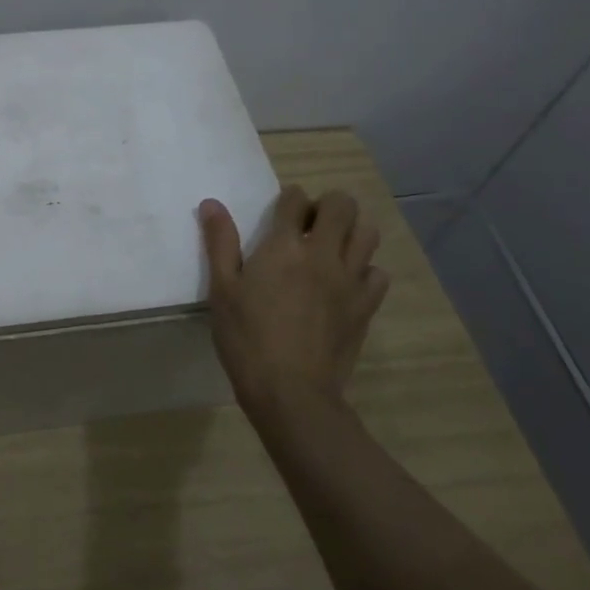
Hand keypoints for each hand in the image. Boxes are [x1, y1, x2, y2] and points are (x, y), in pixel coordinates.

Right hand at [198, 185, 389, 429]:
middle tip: (309, 225)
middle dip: (327, 205)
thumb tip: (212, 203)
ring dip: (351, 231)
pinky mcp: (366, 306)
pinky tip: (346, 283)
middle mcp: (323, 254)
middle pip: (343, 206)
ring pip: (368, 233)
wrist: (290, 391)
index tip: (282, 211)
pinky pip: (378, 274)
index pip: (296, 199)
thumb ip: (219, 242)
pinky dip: (365, 270)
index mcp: (284, 246)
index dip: (289, 198)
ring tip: (331, 247)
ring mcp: (350, 280)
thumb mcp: (221, 289)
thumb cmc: (246, 337)